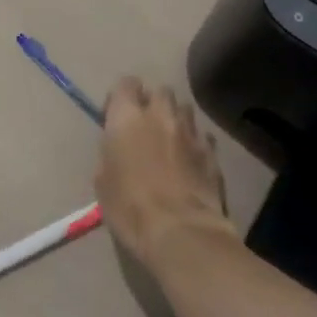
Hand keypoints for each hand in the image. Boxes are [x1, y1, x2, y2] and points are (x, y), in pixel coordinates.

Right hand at [94, 78, 233, 270]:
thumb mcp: (103, 180)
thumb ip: (111, 151)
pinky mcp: (213, 153)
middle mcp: (160, 115)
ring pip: (185, 109)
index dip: (121, 97)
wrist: (180, 232)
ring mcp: (190, 132)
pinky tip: (191, 161)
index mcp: (127, 117)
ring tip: (170, 140)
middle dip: (153, 102)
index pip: (126, 84)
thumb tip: (119, 147)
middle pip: (160, 91)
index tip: (115, 117)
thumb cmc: (130, 207)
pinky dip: (195, 142)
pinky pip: (203, 136)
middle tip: (146, 125)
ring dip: (176, 119)